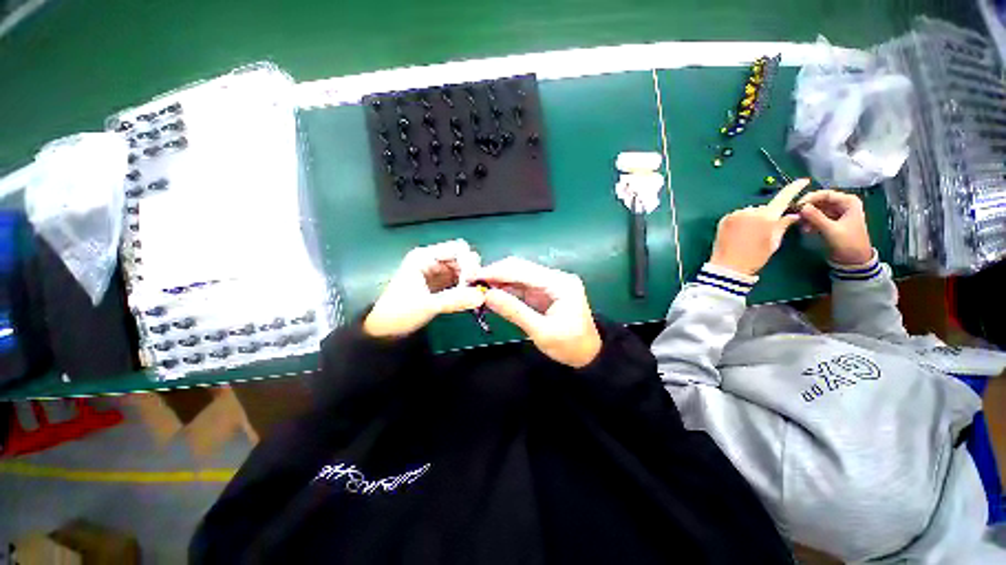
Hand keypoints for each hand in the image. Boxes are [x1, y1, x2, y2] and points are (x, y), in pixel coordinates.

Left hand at [363, 240, 485, 337]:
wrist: (384, 330)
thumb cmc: (400, 312)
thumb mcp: (428, 305)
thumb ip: (455, 299)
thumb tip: (482, 296)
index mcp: (425, 256)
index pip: (458, 249)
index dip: (468, 263)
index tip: (471, 282)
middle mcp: (433, 260)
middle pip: (463, 257)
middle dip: (471, 272)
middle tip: (473, 290)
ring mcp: (437, 272)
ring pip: (463, 270)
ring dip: (470, 281)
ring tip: (471, 296)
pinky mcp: (441, 284)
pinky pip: (460, 280)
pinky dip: (466, 288)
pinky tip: (468, 298)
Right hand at [475, 257, 601, 367]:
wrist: (588, 355)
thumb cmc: (569, 345)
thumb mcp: (541, 331)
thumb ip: (514, 311)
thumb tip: (487, 295)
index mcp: (560, 283)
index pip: (523, 270)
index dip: (497, 271)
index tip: (474, 276)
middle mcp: (555, 277)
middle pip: (520, 268)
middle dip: (495, 274)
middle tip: (472, 282)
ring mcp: (549, 284)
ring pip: (518, 276)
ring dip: (498, 281)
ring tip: (478, 287)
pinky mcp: (543, 292)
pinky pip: (521, 286)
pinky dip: (506, 289)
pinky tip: (492, 294)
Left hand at [708, 178, 808, 275]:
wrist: (727, 267)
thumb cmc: (755, 257)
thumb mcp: (773, 243)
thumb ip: (782, 225)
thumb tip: (793, 215)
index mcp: (766, 217)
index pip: (783, 198)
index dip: (794, 188)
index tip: (803, 181)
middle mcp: (750, 211)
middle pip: (764, 208)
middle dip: (767, 215)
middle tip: (764, 231)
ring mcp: (735, 214)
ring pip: (750, 212)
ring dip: (753, 218)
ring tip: (749, 235)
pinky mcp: (724, 219)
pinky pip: (737, 216)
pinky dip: (741, 221)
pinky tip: (739, 234)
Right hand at [797, 190, 873, 264]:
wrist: (854, 259)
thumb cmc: (848, 243)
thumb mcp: (831, 230)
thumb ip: (816, 217)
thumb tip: (801, 207)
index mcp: (848, 202)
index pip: (826, 194)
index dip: (810, 198)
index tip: (796, 206)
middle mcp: (843, 204)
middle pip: (820, 201)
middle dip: (807, 209)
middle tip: (796, 217)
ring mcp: (837, 213)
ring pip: (817, 209)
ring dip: (807, 217)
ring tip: (801, 226)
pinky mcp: (831, 221)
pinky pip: (817, 217)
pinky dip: (810, 222)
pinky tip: (806, 230)